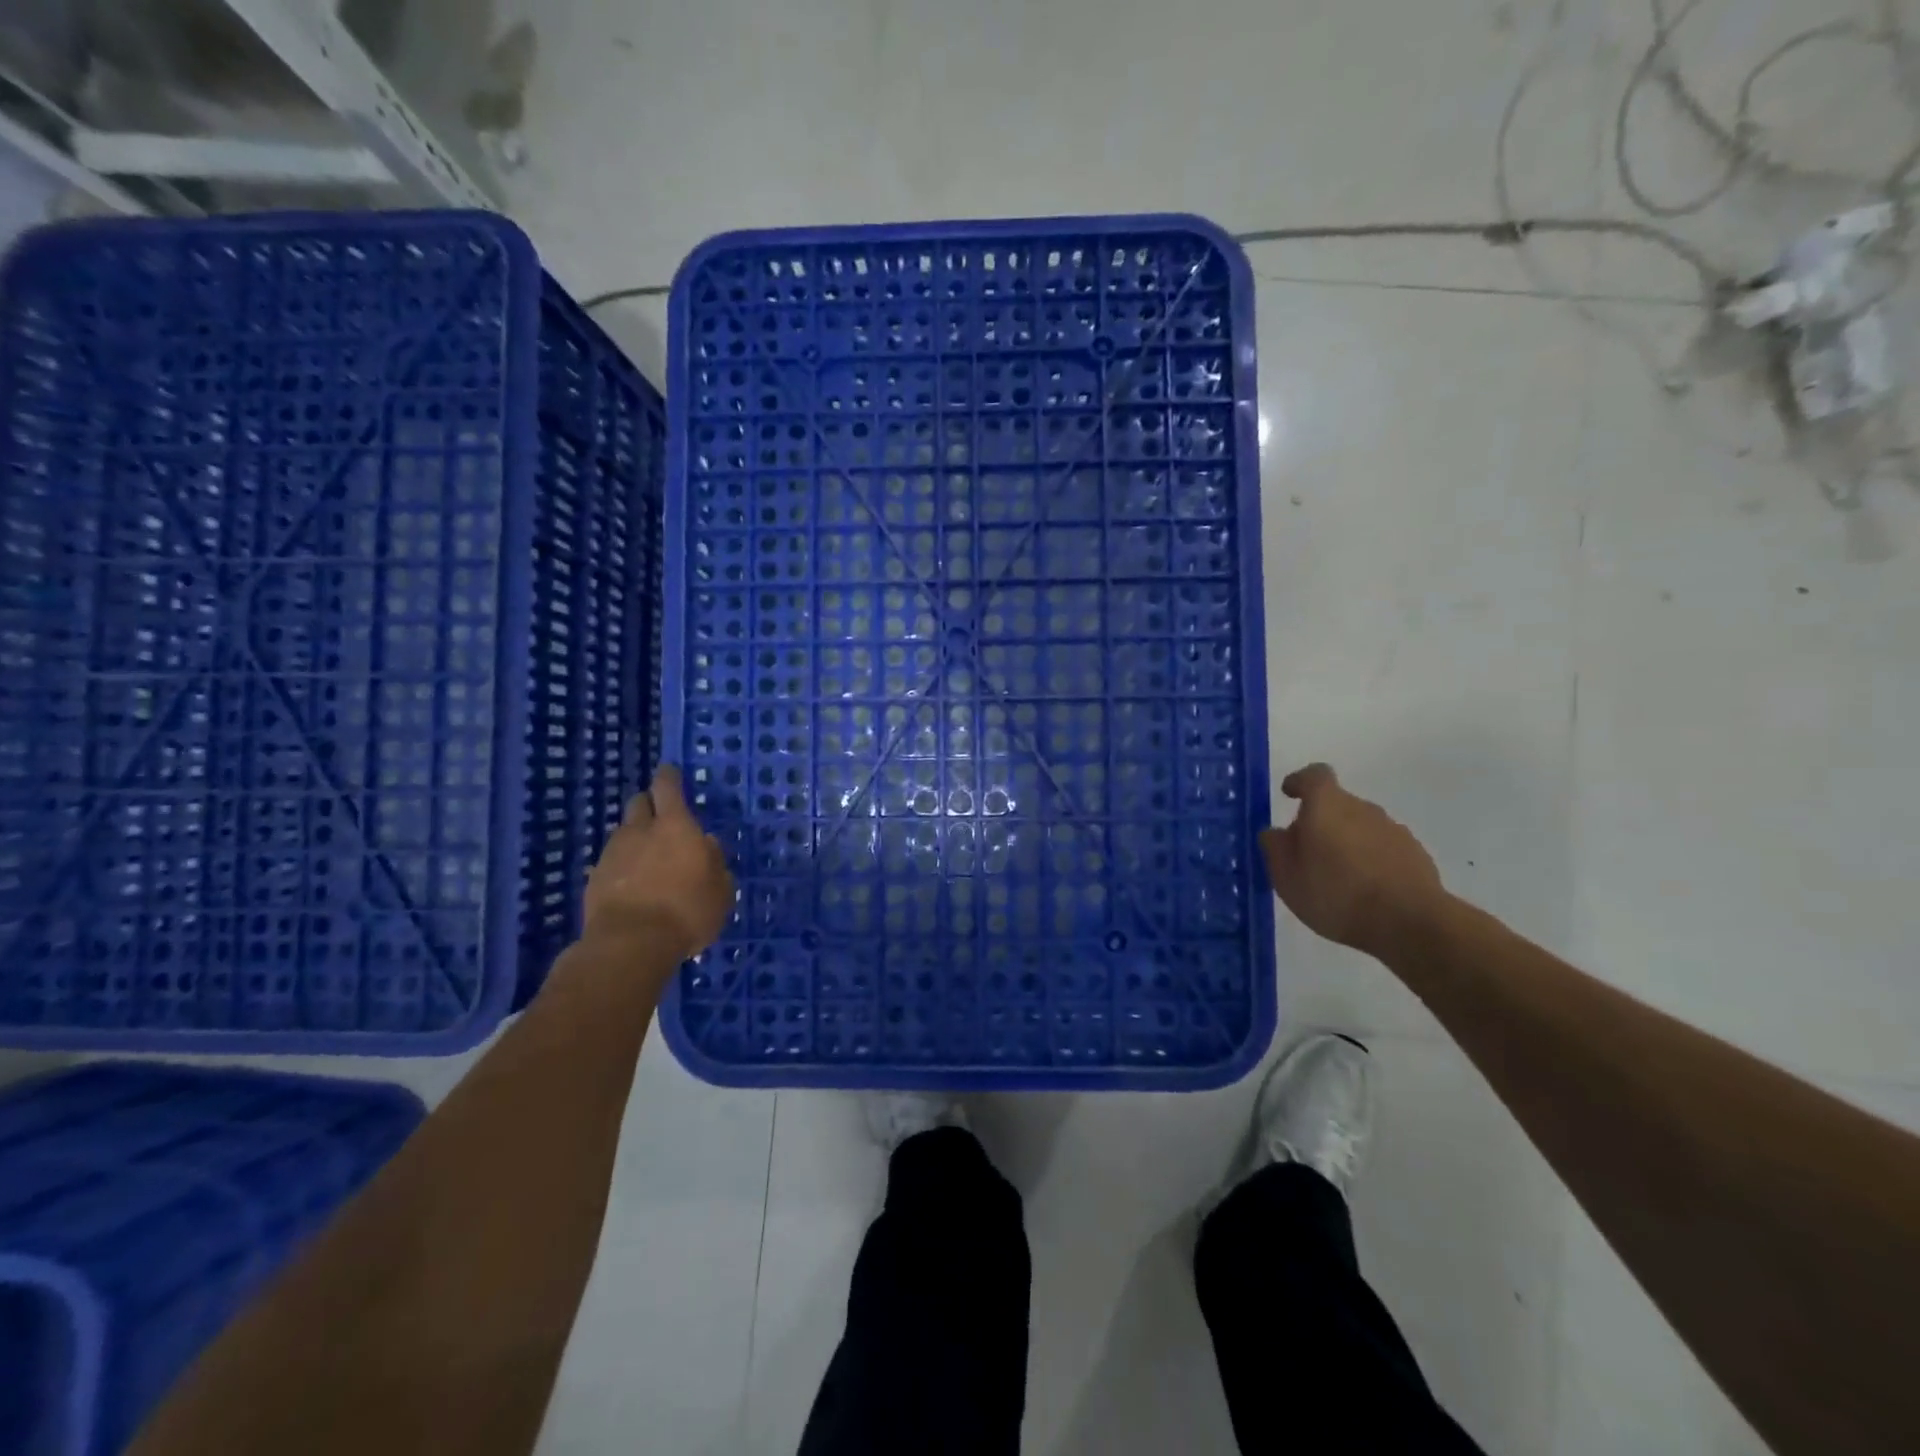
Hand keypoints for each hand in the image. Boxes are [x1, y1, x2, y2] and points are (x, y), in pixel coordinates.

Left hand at [584, 765, 734, 960]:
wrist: (629, 944)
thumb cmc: (687, 911)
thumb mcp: (720, 890)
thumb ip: (715, 862)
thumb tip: (708, 845)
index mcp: (675, 825)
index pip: (667, 786)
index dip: (668, 777)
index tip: (670, 771)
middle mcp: (640, 831)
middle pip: (639, 803)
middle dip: (649, 805)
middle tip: (663, 819)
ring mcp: (612, 853)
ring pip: (624, 833)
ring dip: (636, 839)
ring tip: (649, 860)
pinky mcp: (593, 879)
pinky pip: (611, 862)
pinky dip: (622, 867)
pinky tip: (633, 886)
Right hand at [1260, 763, 1445, 956]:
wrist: (1410, 923)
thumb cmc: (1336, 893)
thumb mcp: (1287, 876)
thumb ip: (1276, 848)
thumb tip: (1276, 832)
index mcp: (1327, 806)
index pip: (1314, 775)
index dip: (1300, 782)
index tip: (1289, 794)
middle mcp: (1363, 808)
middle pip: (1337, 804)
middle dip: (1321, 822)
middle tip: (1307, 853)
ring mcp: (1394, 830)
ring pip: (1361, 827)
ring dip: (1348, 842)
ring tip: (1338, 877)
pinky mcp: (1416, 854)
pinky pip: (1383, 848)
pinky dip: (1371, 860)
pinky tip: (1366, 890)